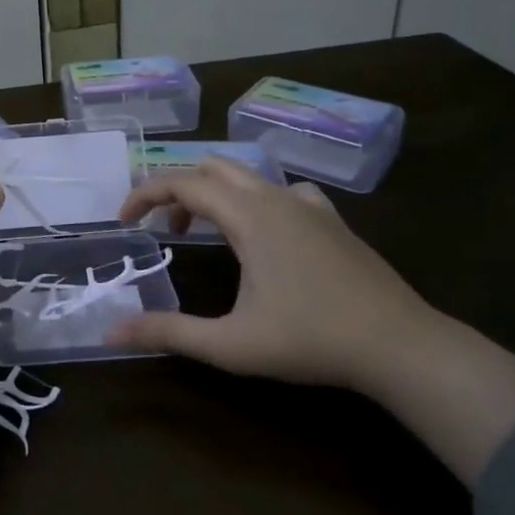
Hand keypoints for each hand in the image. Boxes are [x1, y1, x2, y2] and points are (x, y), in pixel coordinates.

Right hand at [107, 158, 437, 387]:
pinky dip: (257, 199)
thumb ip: (169, 333)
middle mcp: (275, 198)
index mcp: (248, 216)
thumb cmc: (311, 340)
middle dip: (178, 190)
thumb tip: (112, 331)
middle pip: (212, 168)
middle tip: (164, 229)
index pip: (181, 182)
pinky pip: (283, 190)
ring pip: (248, 176)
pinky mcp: (332, 220)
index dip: (145, 195)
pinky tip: (265, 232)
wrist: (401, 346)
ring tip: (206, 231)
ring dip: (215, 193)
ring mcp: (309, 205)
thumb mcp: (231, 344)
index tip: (124, 220)